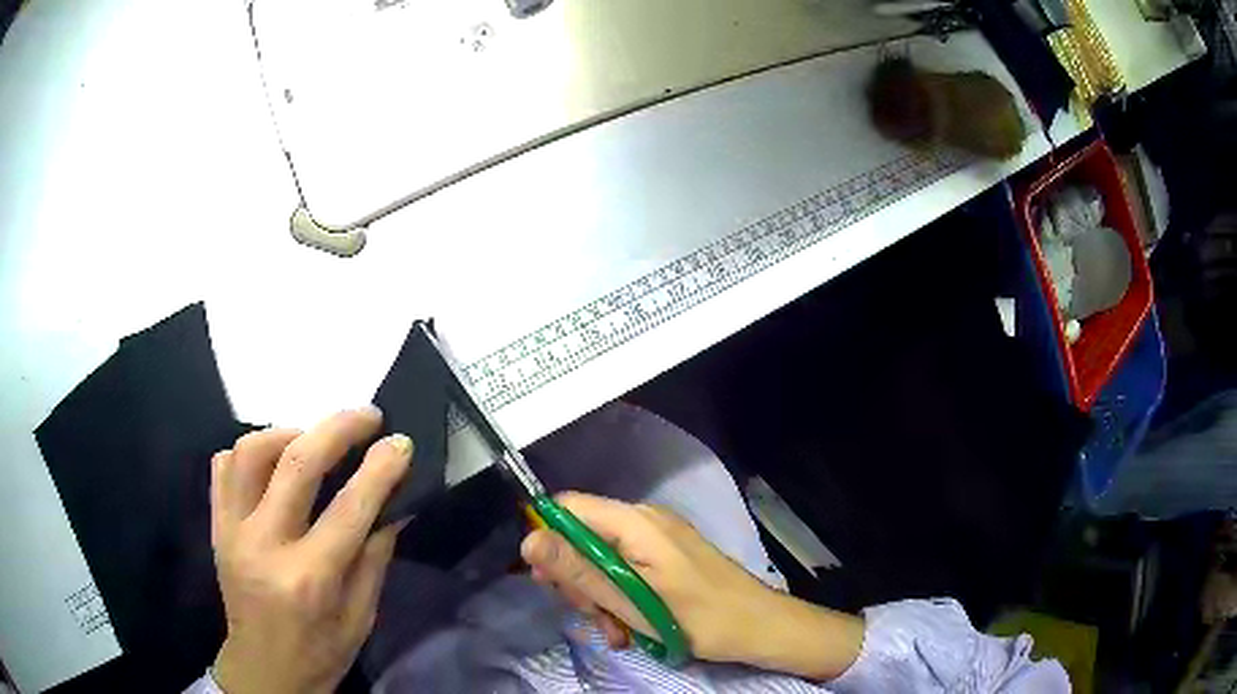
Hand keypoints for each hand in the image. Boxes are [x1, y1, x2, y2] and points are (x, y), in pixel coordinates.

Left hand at [209, 407, 411, 693]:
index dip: (380, 468)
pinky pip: (224, 465)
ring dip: (289, 432)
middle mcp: (265, 545)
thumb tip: (395, 506)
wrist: (263, 670)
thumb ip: (375, 558)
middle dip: (338, 428)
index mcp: (309, 578)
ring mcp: (232, 531)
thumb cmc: (320, 652)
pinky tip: (273, 459)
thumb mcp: (361, 617)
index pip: (350, 508)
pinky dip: (251, 450)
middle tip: (367, 415)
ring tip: (314, 439)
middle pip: (297, 464)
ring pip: (251, 451)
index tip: (401, 442)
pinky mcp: (216, 525)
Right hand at [521, 493, 863, 679]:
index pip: (568, 508)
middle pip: (583, 537)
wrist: (761, 627)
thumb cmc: (700, 618)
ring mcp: (658, 539)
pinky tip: (629, 629)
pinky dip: (620, 597)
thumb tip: (528, 540)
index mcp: (636, 522)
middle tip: (592, 617)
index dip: (549, 540)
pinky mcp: (667, 556)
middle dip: (578, 580)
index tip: (548, 582)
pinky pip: (626, 568)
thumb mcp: (632, 602)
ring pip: (602, 559)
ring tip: (616, 633)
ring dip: (599, 597)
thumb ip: (579, 572)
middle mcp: (644, 521)